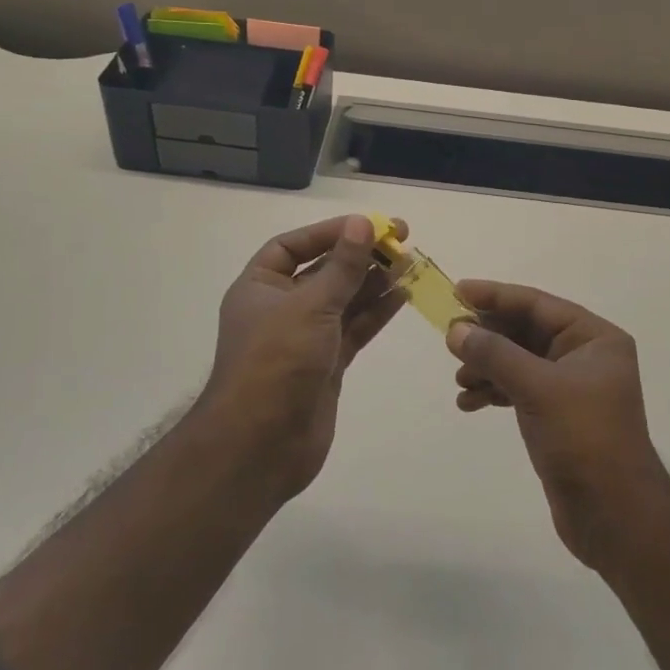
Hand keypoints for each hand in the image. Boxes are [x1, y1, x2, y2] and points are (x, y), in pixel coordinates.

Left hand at [199, 214, 405, 501]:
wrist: (261, 446)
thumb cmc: (276, 362)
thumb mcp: (310, 305)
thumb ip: (342, 266)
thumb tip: (362, 223)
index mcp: (260, 287)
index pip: (293, 246)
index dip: (328, 232)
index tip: (366, 225)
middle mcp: (280, 307)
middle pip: (323, 270)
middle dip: (359, 254)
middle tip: (401, 238)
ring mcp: (305, 337)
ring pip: (344, 299)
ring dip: (374, 281)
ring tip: (410, 263)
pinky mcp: (326, 363)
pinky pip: (354, 328)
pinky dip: (377, 312)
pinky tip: (403, 295)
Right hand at [448, 282, 669, 571]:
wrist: (615, 517)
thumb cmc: (584, 439)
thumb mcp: (538, 388)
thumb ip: (495, 354)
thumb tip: (456, 330)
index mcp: (594, 338)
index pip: (537, 305)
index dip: (496, 296)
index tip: (457, 291)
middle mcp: (585, 356)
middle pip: (526, 331)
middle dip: (488, 336)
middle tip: (450, 338)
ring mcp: (571, 388)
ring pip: (519, 361)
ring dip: (487, 366)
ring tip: (460, 380)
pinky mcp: (557, 416)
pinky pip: (519, 389)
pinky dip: (494, 391)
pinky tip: (469, 403)